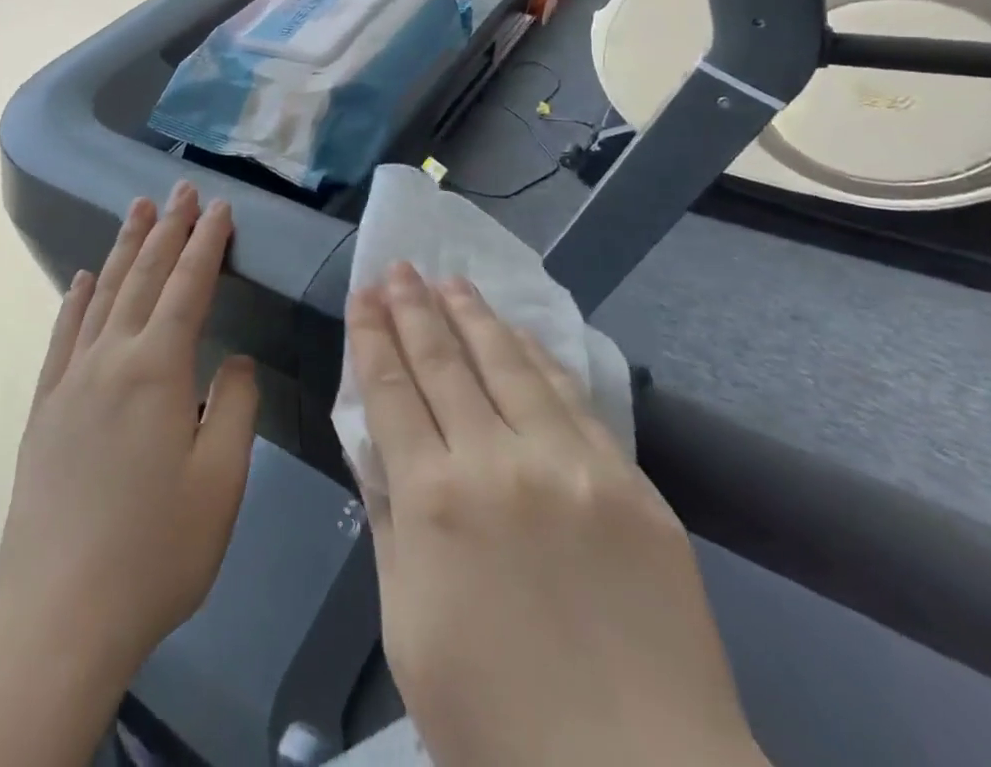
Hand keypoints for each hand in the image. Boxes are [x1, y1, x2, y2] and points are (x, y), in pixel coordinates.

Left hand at [0, 181, 259, 682]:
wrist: (58, 609)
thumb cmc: (155, 550)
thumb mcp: (220, 482)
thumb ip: (233, 407)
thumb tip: (232, 357)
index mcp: (157, 369)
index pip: (188, 286)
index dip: (206, 243)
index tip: (219, 206)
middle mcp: (110, 357)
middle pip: (143, 277)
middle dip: (167, 229)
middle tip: (180, 189)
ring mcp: (71, 378)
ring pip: (103, 294)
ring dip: (124, 248)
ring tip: (138, 210)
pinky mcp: (46, 405)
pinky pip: (63, 334)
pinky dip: (76, 298)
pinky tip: (83, 278)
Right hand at [350, 264, 762, 766]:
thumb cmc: (497, 722)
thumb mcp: (407, 626)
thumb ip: (389, 523)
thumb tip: (377, 447)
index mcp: (431, 499)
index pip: (390, 388)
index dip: (371, 335)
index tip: (362, 294)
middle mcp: (495, 462)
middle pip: (442, 361)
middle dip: (413, 307)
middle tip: (399, 268)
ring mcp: (568, 466)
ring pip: (507, 363)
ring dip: (472, 315)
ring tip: (449, 280)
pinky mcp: (628, 482)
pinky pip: (571, 398)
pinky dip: (537, 356)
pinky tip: (518, 332)